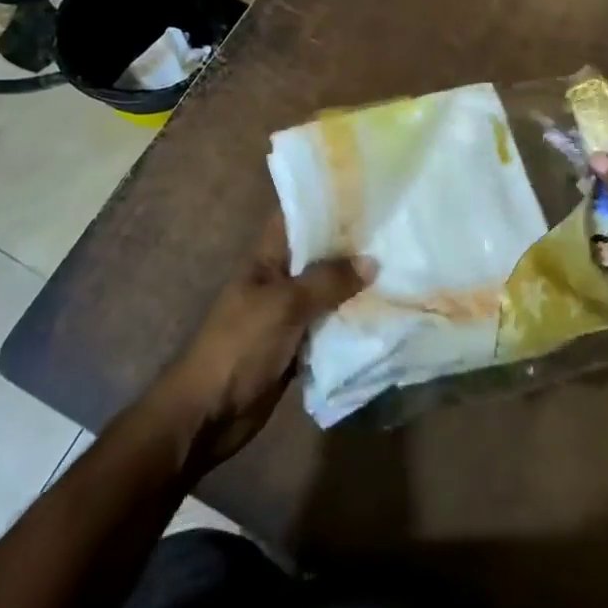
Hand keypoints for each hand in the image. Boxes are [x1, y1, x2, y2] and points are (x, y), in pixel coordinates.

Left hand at [159, 213, 372, 470]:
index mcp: (267, 257)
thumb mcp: (285, 305)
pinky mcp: (296, 346)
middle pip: (318, 255)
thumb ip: (328, 281)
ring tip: (399, 269)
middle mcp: (279, 279)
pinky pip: (328, 327)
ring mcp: (287, 314)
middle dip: (351, 247)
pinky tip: (383, 314)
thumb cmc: (240, 345)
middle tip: (395, 232)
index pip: (297, 217)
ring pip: (327, 292)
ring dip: (354, 287)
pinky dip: (349, 322)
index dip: (326, 203)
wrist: (207, 414)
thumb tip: (372, 261)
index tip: (365, 193)